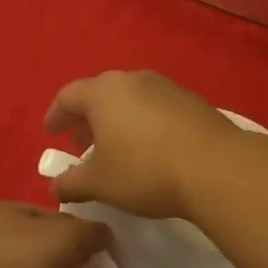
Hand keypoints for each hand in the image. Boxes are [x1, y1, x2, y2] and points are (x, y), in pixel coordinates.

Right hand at [42, 71, 251, 218]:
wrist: (216, 167)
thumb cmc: (145, 170)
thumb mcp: (99, 183)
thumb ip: (71, 183)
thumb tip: (56, 187)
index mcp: (104, 92)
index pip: (68, 96)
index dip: (56, 116)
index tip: (51, 134)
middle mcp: (134, 80)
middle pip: (101, 94)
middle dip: (87, 119)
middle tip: (82, 144)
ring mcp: (167, 87)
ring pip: (131, 100)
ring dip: (117, 121)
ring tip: (116, 149)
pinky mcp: (193, 101)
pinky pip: (157, 108)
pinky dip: (144, 124)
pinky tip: (150, 149)